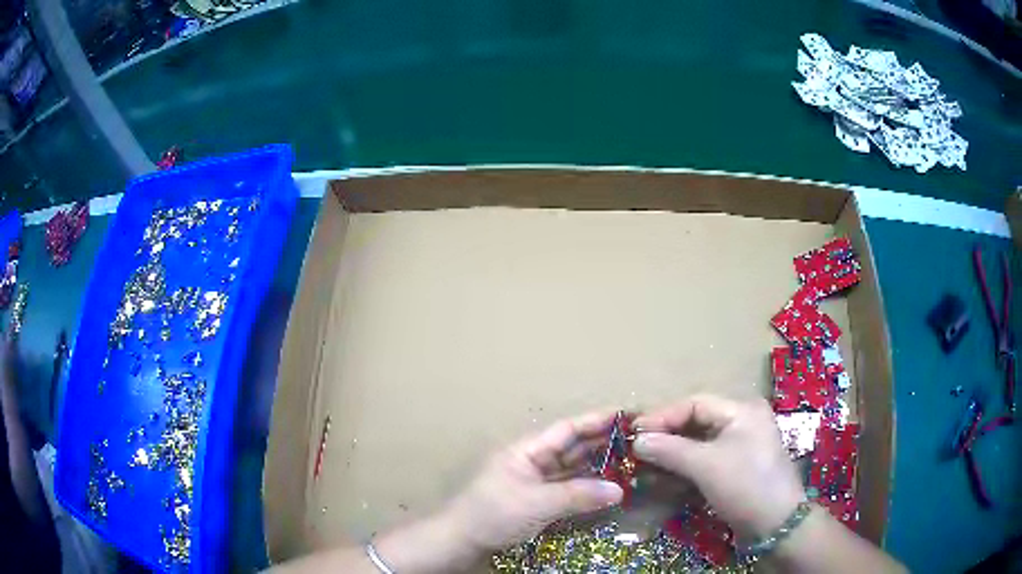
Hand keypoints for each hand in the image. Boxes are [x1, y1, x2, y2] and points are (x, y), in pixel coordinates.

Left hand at [443, 411, 624, 553]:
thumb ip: (577, 495)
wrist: (465, 540)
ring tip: (632, 458)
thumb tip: (619, 489)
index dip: (596, 421)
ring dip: (599, 464)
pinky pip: (571, 487)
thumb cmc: (493, 514)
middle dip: (603, 441)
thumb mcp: (536, 503)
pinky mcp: (541, 499)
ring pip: (574, 467)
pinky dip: (590, 486)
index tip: (627, 416)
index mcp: (528, 450)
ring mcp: (538, 481)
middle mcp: (535, 460)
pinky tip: (610, 485)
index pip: (567, 430)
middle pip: (573, 446)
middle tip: (639, 438)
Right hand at [632, 395, 803, 540]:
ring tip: (647, 457)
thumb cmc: (744, 485)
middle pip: (698, 419)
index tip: (634, 430)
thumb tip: (637, 440)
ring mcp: (742, 442)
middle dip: (667, 431)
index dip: (663, 415)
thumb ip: (670, 449)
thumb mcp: (706, 465)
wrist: (776, 523)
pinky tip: (668, 470)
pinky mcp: (738, 464)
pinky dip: (686, 462)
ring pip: (700, 438)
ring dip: (674, 448)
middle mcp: (743, 419)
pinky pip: (707, 455)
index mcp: (742, 409)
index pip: (695, 403)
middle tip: (638, 443)